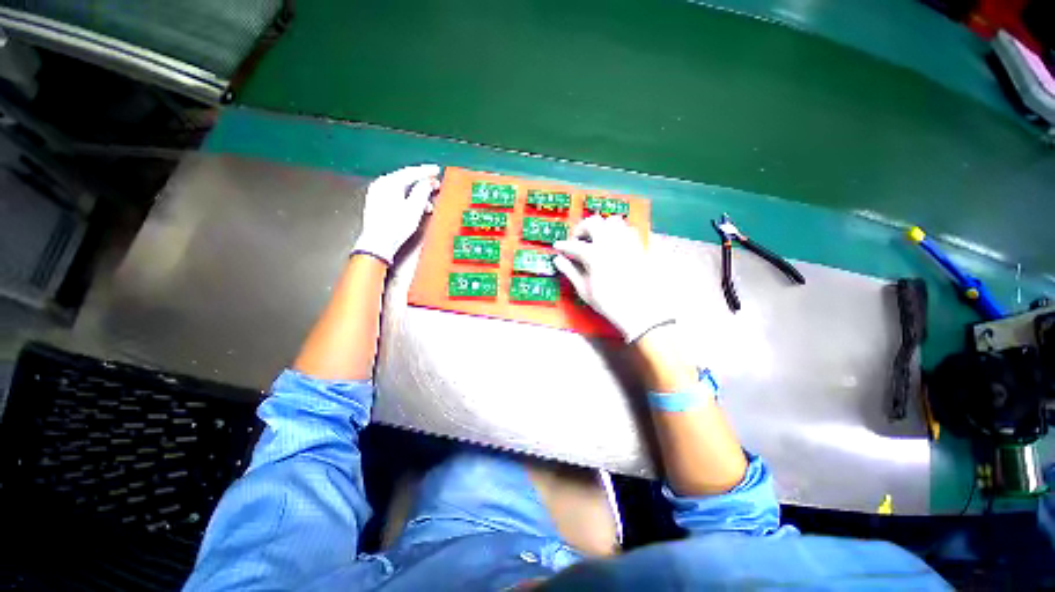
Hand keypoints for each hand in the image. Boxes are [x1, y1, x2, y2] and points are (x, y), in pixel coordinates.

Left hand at [352, 164, 441, 263]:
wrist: (378, 243)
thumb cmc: (396, 226)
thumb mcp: (414, 208)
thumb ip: (423, 191)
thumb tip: (428, 181)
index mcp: (389, 182)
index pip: (411, 172)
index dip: (426, 171)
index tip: (437, 170)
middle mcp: (381, 184)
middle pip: (405, 178)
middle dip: (422, 182)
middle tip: (435, 184)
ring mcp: (377, 193)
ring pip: (401, 187)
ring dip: (416, 193)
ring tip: (428, 203)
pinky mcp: (377, 202)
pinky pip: (395, 194)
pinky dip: (407, 197)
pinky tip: (415, 206)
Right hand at [553, 215, 674, 341]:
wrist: (640, 310)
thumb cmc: (610, 303)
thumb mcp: (584, 290)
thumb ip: (570, 271)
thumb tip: (558, 260)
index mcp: (594, 254)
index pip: (573, 244)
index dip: (563, 245)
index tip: (558, 246)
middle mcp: (611, 243)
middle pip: (594, 222)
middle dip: (582, 228)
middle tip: (578, 239)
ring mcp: (627, 242)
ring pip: (613, 221)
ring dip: (602, 227)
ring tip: (597, 238)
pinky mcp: (639, 246)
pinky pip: (629, 229)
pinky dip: (618, 232)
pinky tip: (615, 244)